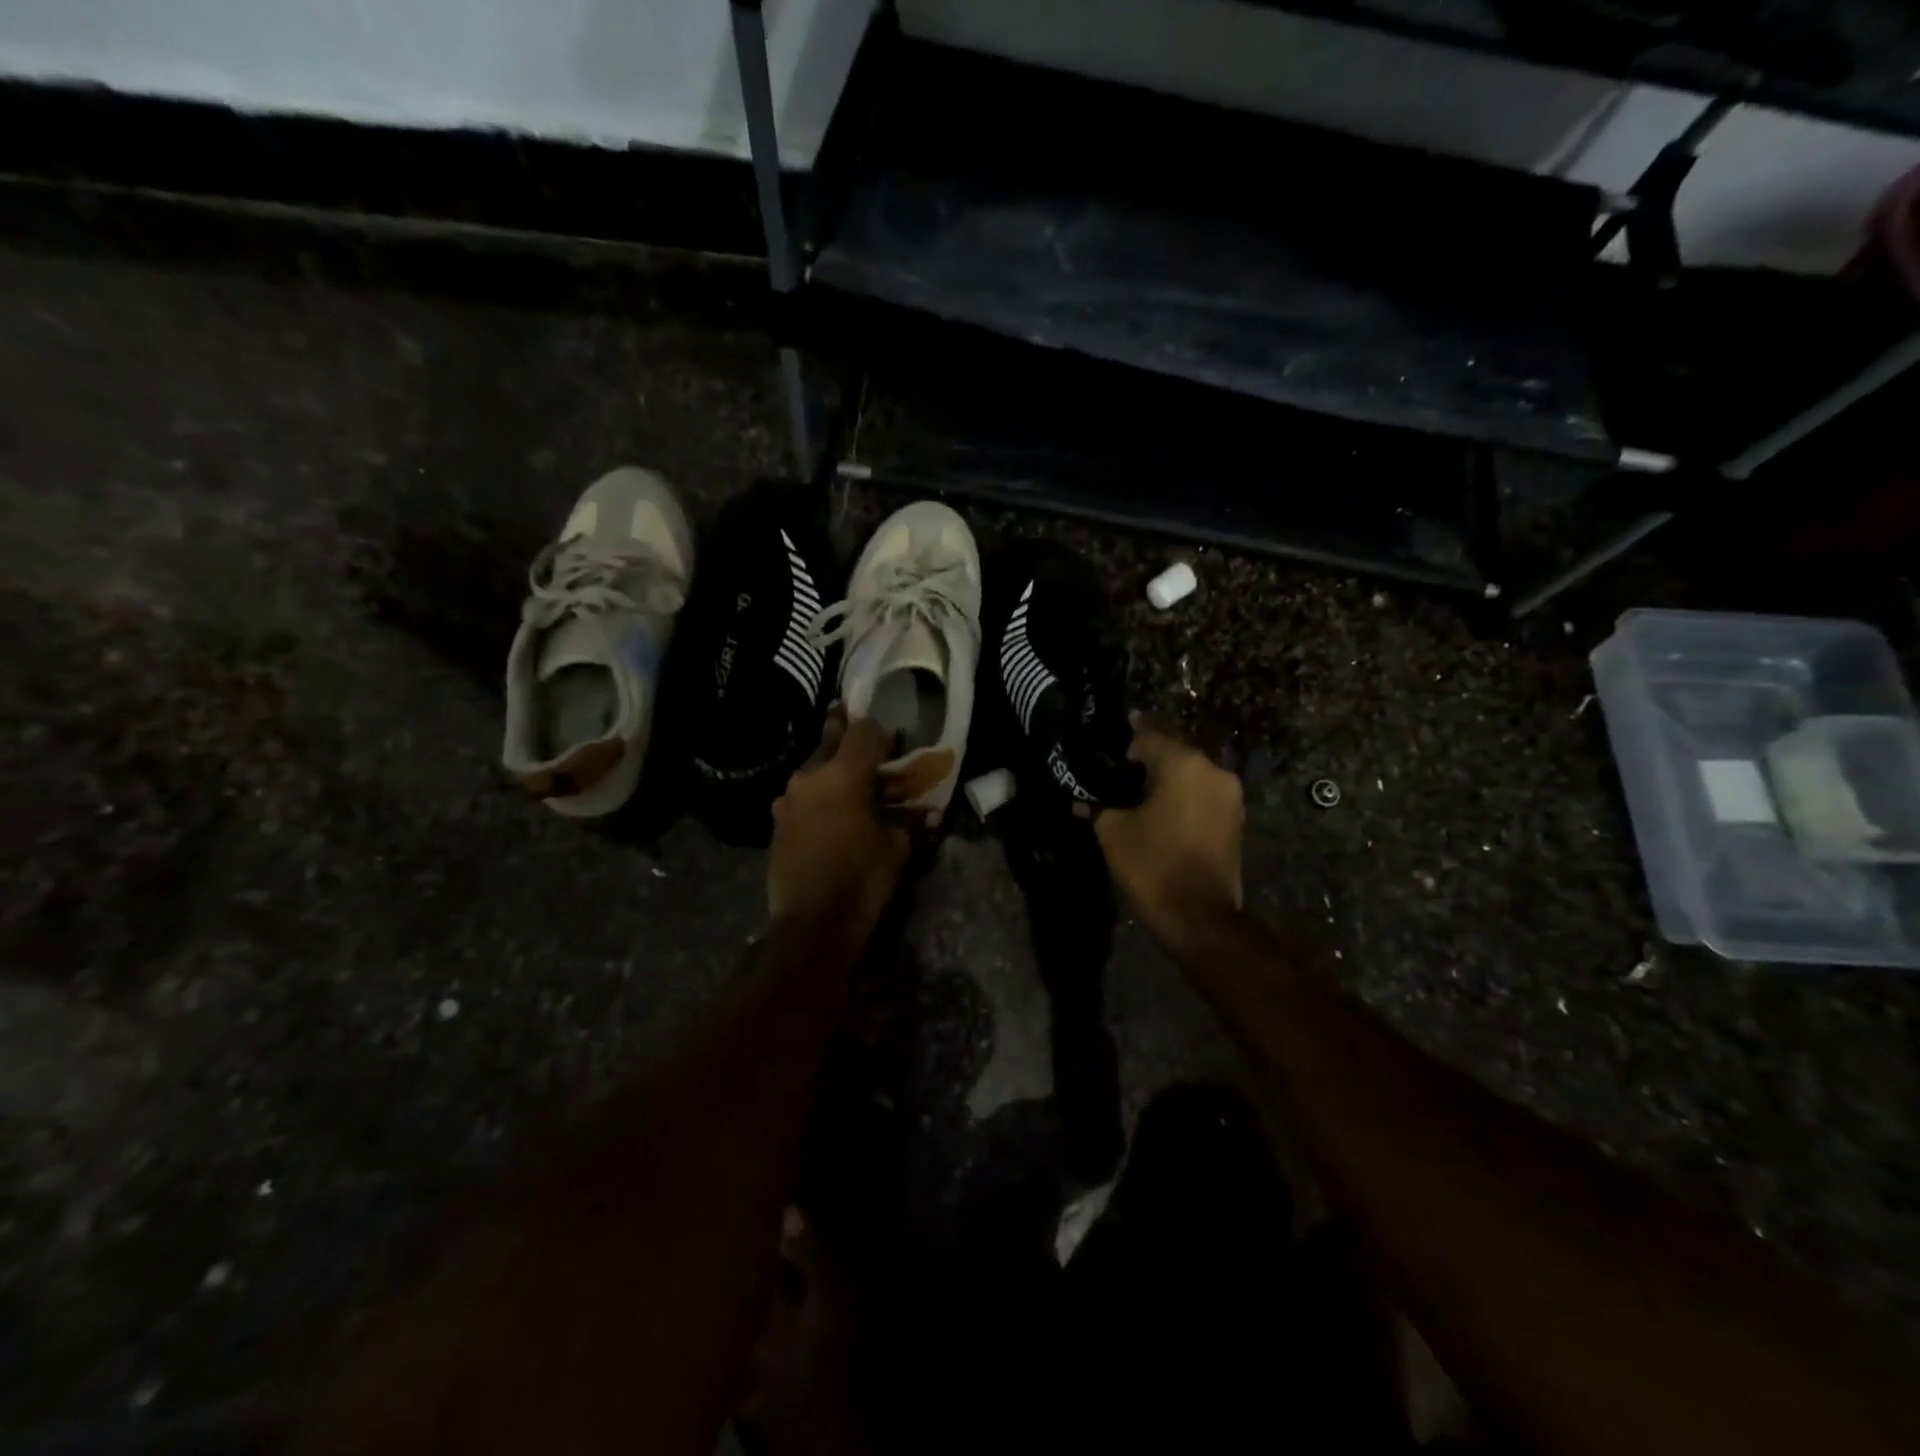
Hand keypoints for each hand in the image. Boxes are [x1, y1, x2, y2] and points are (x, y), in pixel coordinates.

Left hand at [769, 713, 910, 936]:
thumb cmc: (862, 879)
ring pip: (813, 770)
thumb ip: (907, 818)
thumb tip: (921, 809)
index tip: (891, 741)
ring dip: (831, 772)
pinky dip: (818, 797)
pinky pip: (802, 797)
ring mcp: (787, 799)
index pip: (862, 731)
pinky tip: (831, 815)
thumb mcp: (897, 846)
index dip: (879, 731)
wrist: (812, 924)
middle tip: (865, 748)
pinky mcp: (776, 822)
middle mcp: (809, 777)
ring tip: (850, 789)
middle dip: (848, 740)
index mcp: (843, 775)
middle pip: (830, 742)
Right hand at [1093, 725, 1243, 949]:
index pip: (1146, 737)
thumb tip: (1082, 800)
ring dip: (1165, 785)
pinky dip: (1182, 802)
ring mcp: (1231, 797)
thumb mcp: (1112, 832)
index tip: (1101, 756)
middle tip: (1114, 781)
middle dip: (1143, 766)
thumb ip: (1097, 806)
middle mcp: (1214, 771)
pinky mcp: (1236, 821)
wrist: (1199, 918)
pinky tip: (1160, 818)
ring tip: (1135, 802)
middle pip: (1171, 755)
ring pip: (1189, 777)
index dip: (1121, 746)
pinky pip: (1202, 798)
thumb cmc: (1153, 865)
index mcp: (1184, 764)